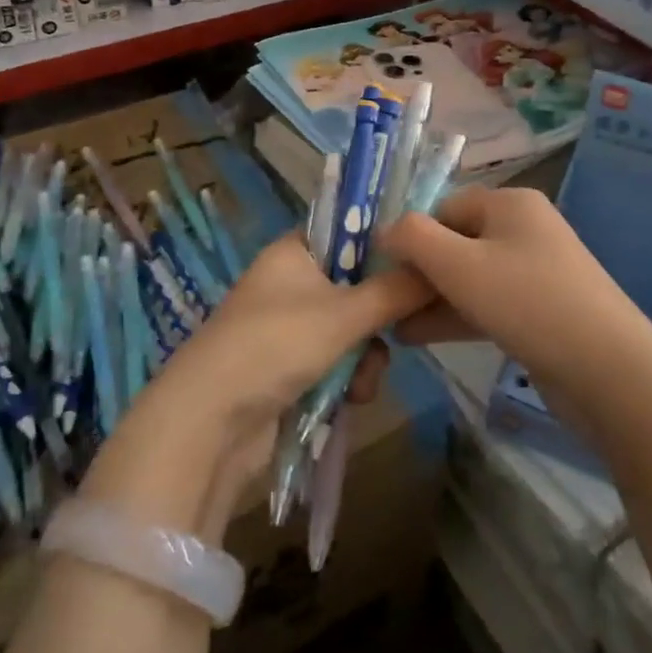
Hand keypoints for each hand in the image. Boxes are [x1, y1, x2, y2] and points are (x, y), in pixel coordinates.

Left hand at [163, 231, 431, 434]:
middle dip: (379, 316)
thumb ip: (396, 290)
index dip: (383, 243)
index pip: (346, 230)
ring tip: (363, 380)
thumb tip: (440, 266)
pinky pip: (336, 363)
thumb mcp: (344, 313)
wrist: (211, 422)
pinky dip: (348, 379)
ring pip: (352, 330)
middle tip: (399, 329)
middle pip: (356, 285)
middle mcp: (290, 284)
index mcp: (294, 252)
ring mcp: (288, 329)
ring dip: (367, 356)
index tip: (420, 260)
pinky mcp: (289, 370)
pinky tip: (352, 398)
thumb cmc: (276, 344)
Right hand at [381, 188, 651, 407]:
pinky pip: (488, 303)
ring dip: (431, 299)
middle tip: (384, 305)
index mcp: (510, 204)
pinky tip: (420, 338)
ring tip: (393, 327)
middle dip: (418, 273)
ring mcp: (536, 271)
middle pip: (456, 242)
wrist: (608, 370)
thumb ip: (413, 239)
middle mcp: (524, 229)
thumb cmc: (527, 302)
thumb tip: (384, 230)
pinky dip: (456, 315)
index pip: (444, 207)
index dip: (412, 237)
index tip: (383, 273)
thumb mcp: (459, 265)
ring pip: (470, 277)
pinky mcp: (540, 310)